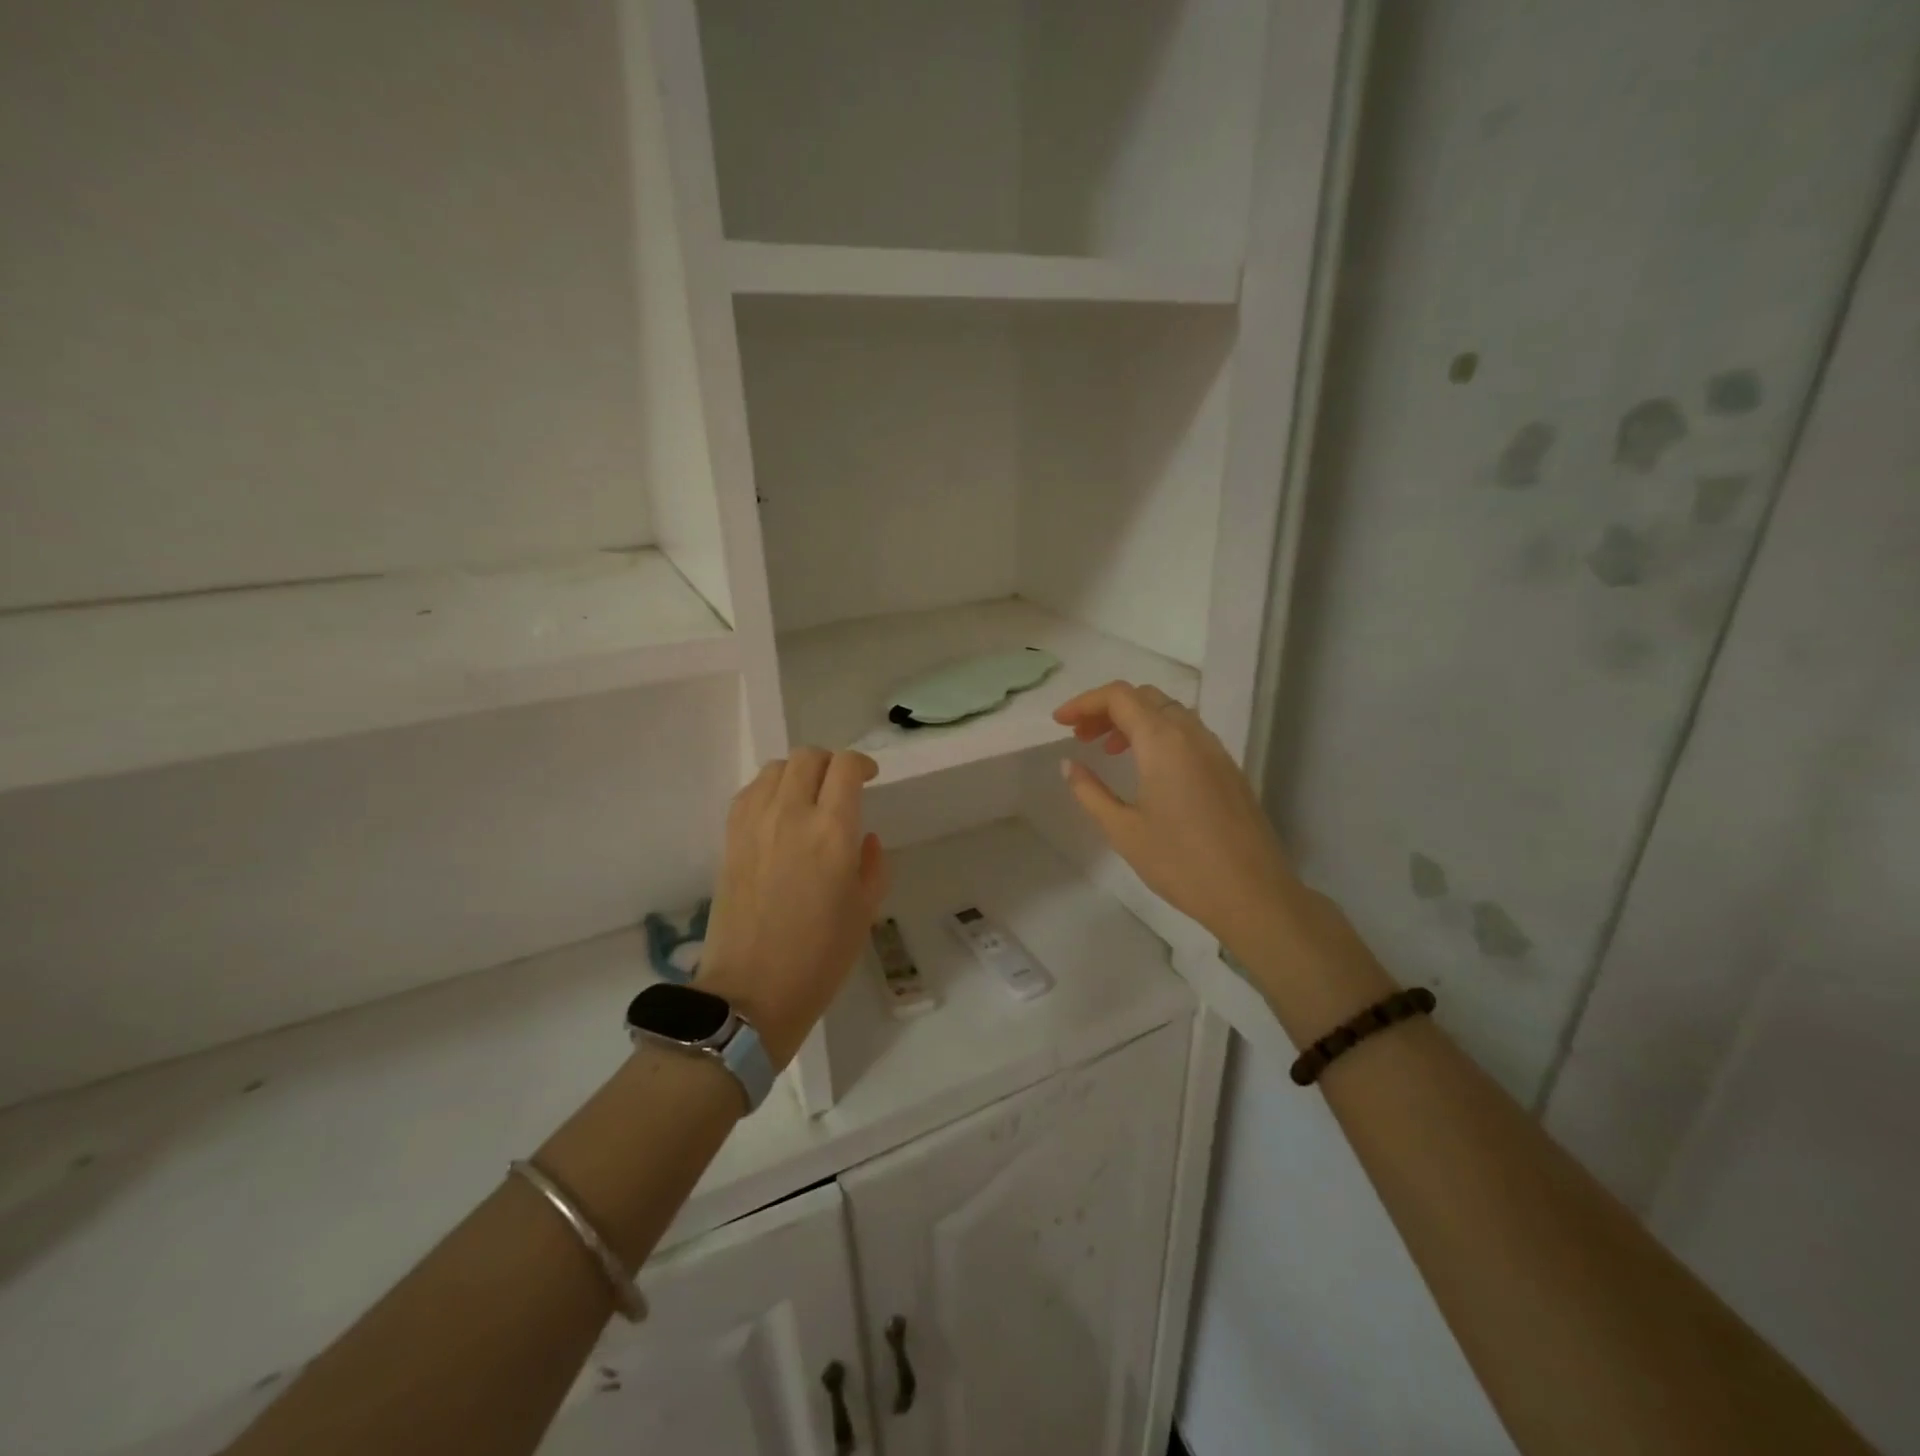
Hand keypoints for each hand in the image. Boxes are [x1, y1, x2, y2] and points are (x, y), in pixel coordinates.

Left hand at [696, 748, 888, 1066]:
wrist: (752, 991)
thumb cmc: (820, 957)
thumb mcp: (865, 911)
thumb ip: (873, 865)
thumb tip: (864, 838)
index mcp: (832, 831)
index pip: (846, 767)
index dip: (862, 764)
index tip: (870, 777)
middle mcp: (791, 814)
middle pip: (808, 757)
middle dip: (831, 763)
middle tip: (841, 786)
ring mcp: (754, 824)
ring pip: (776, 768)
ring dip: (798, 772)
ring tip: (808, 797)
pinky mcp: (730, 838)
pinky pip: (749, 792)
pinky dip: (769, 789)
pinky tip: (778, 812)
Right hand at [1053, 681, 1298, 958]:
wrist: (1252, 894)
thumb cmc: (1180, 862)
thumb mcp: (1123, 830)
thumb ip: (1090, 791)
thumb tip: (1069, 764)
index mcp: (1163, 741)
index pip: (1119, 696)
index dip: (1084, 702)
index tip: (1059, 722)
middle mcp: (1191, 734)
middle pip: (1145, 697)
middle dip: (1107, 709)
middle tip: (1081, 737)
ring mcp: (1215, 750)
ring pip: (1169, 713)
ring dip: (1134, 721)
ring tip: (1109, 751)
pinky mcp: (1228, 769)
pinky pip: (1187, 733)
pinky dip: (1158, 735)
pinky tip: (1146, 770)